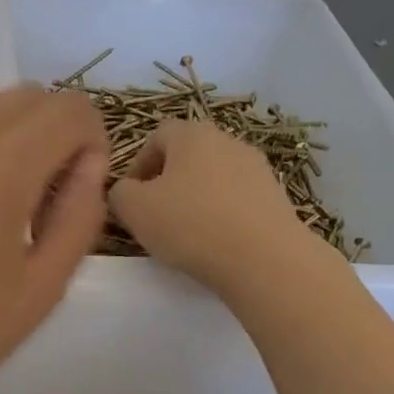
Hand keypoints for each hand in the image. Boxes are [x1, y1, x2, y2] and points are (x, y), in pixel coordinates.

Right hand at [107, 119, 332, 298]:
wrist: (264, 259)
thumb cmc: (190, 225)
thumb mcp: (134, 209)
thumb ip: (119, 193)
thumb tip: (125, 191)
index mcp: (192, 134)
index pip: (157, 136)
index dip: (137, 164)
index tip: (130, 198)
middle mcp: (228, 140)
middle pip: (187, 155)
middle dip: (166, 182)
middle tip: (153, 217)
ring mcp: (257, 168)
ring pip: (213, 177)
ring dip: (194, 198)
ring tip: (184, 233)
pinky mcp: (275, 196)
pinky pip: (235, 199)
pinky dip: (220, 214)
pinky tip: (214, 242)